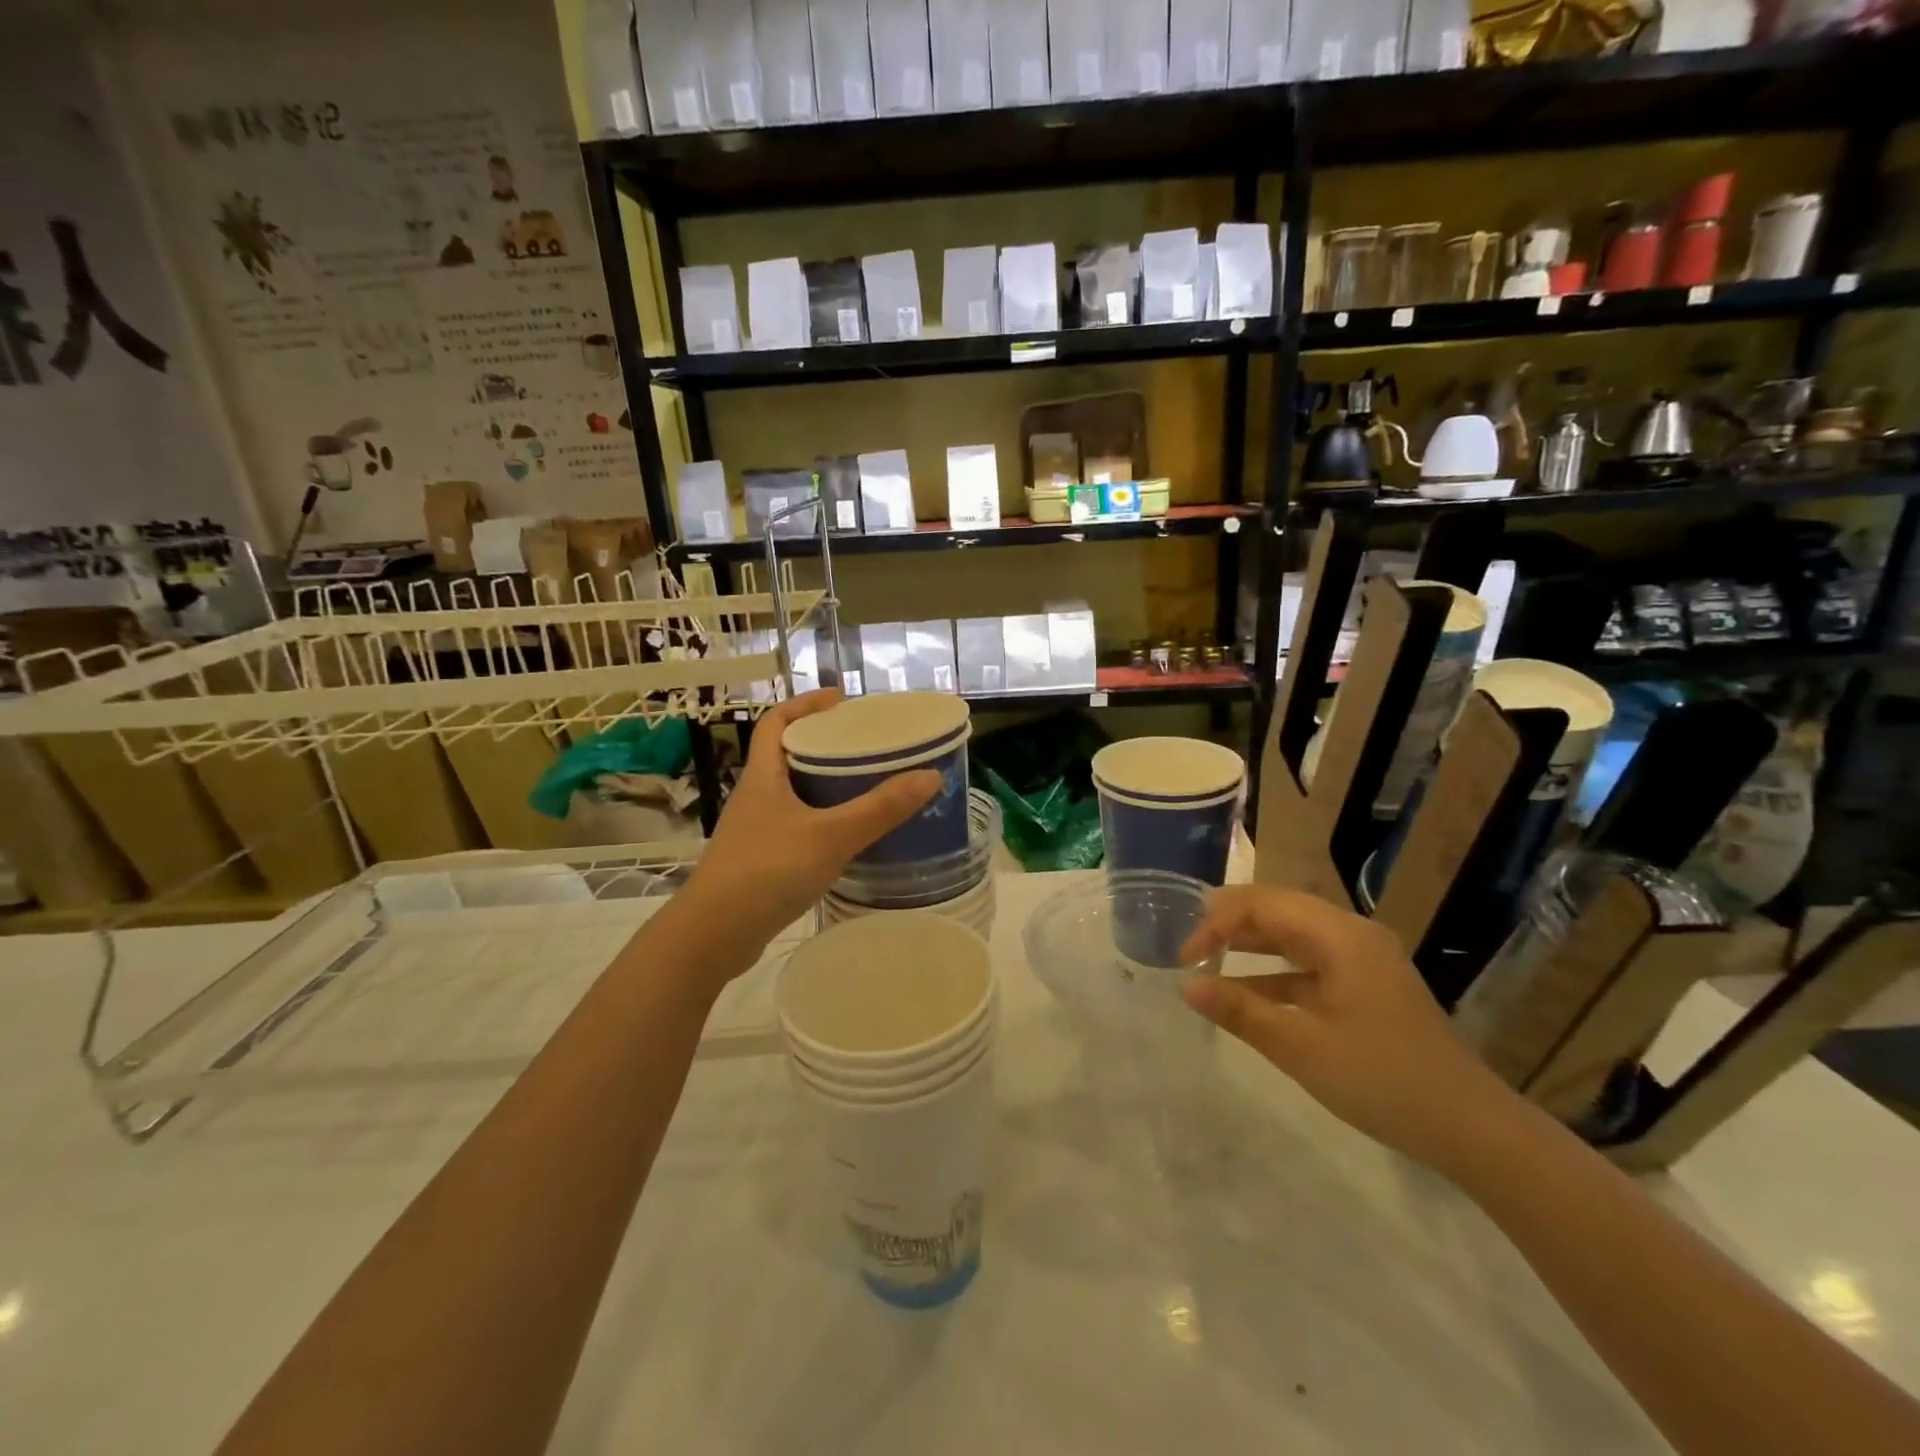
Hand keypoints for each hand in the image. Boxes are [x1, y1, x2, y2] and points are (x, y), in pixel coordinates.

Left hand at [682, 689, 939, 961]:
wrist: (714, 936)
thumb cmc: (767, 872)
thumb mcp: (830, 836)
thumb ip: (880, 809)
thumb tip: (930, 776)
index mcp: (763, 776)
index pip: (776, 722)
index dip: (805, 703)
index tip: (841, 699)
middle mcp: (756, 797)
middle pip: (788, 754)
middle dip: (825, 744)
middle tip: (866, 745)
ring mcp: (756, 830)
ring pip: (794, 793)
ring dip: (825, 784)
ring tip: (867, 786)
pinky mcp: (762, 861)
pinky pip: (797, 826)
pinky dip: (822, 821)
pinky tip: (848, 836)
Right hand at [1179, 885, 1515, 1168]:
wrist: (1470, 1129)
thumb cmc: (1382, 1080)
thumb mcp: (1300, 1046)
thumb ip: (1239, 1010)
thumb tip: (1186, 984)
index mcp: (1340, 936)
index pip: (1263, 904)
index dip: (1217, 923)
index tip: (1186, 958)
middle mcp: (1352, 934)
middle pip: (1279, 910)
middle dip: (1230, 924)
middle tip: (1190, 945)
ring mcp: (1363, 960)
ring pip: (1293, 935)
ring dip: (1250, 945)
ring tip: (1208, 959)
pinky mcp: (1367, 986)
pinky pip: (1309, 964)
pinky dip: (1274, 973)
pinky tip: (1246, 992)